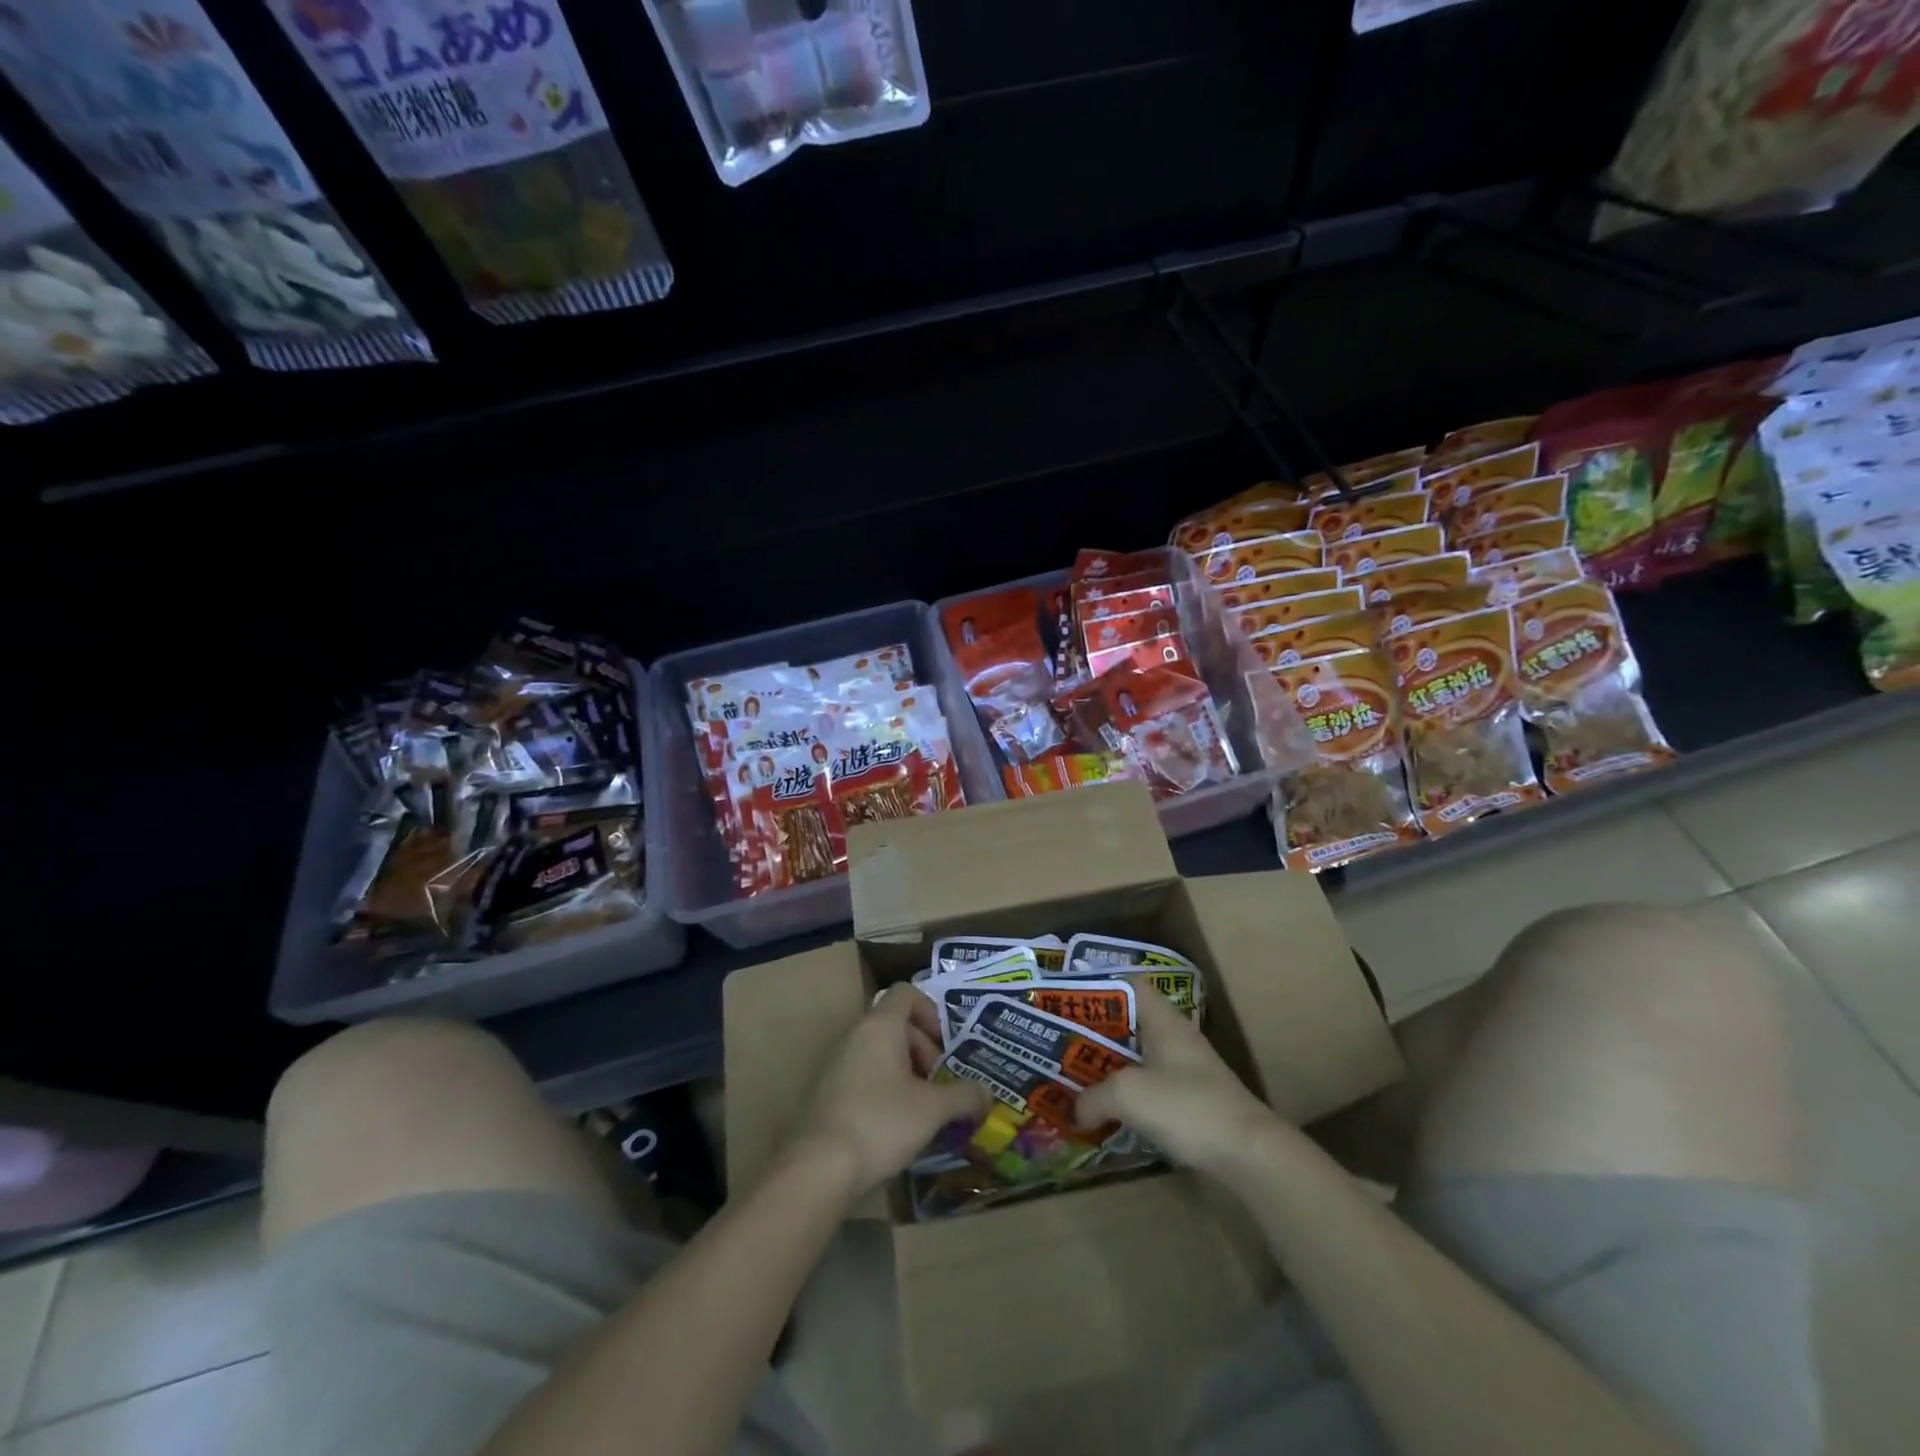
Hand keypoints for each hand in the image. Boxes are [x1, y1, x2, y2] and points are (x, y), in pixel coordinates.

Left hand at [790, 984, 989, 1202]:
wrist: (819, 1168)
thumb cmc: (881, 1122)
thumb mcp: (933, 1109)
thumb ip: (964, 1096)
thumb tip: (988, 1094)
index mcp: (880, 1026)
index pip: (906, 993)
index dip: (930, 1011)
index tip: (946, 1044)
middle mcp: (855, 1035)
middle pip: (894, 1024)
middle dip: (923, 1048)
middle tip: (940, 1083)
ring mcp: (837, 1063)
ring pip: (879, 1052)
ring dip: (905, 1071)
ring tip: (923, 1107)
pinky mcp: (827, 1092)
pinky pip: (863, 1075)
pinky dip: (884, 1088)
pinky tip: (897, 1125)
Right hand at [1075, 984, 1277, 1176]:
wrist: (1249, 1154)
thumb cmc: (1186, 1106)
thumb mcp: (1128, 1095)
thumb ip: (1093, 1097)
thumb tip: (1074, 1109)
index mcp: (1162, 1020)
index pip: (1129, 984)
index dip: (1099, 985)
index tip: (1068, 998)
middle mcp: (1174, 1037)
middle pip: (1128, 1022)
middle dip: (1095, 1030)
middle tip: (1060, 1039)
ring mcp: (1184, 1069)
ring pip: (1137, 1056)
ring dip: (1108, 1065)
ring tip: (1073, 1073)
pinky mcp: (1190, 1101)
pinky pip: (1148, 1085)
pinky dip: (1125, 1092)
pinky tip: (1105, 1108)